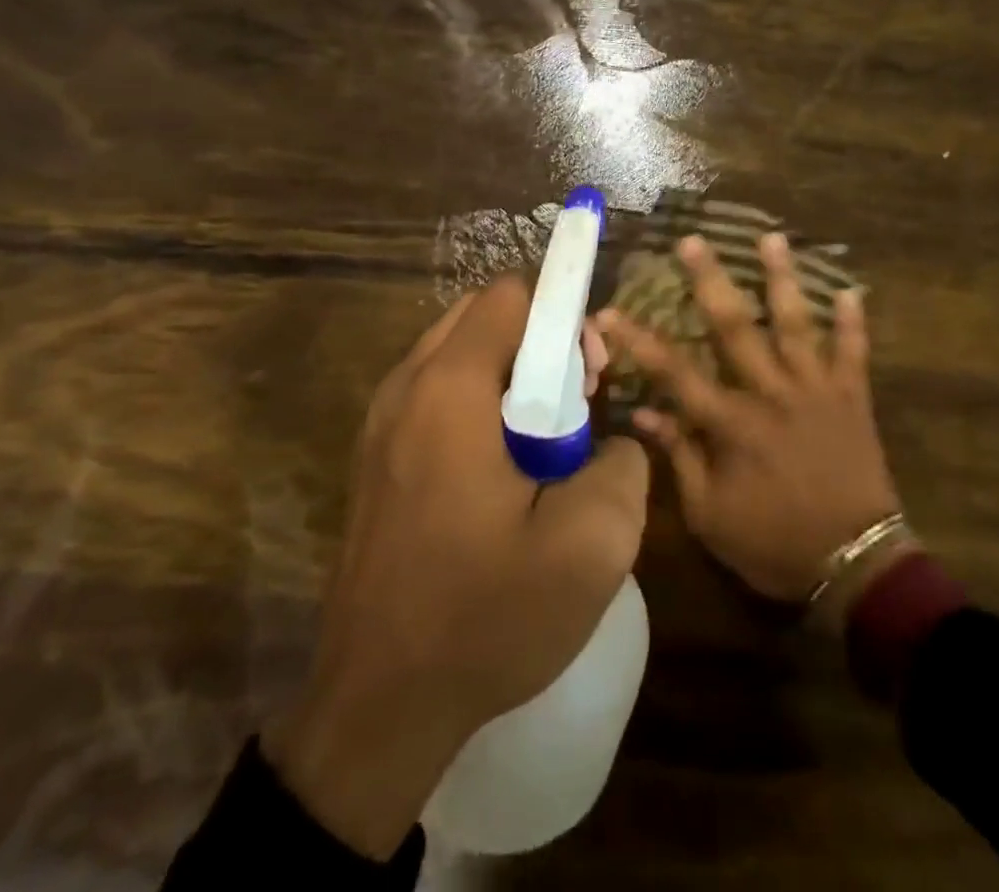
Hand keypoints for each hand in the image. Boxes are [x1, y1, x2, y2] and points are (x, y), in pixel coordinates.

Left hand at [266, 281, 645, 860]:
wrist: (376, 705)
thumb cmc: (482, 617)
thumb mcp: (591, 546)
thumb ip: (623, 465)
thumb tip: (611, 442)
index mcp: (450, 389)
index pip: (512, 294)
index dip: (564, 316)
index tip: (590, 377)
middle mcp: (406, 386)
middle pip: (483, 315)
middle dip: (539, 340)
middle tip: (574, 404)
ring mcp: (381, 421)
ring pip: (458, 353)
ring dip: (509, 372)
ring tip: (543, 441)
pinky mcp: (375, 456)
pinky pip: (435, 393)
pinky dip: (478, 401)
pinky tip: (502, 470)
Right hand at [598, 232, 900, 609]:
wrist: (856, 566)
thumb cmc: (775, 544)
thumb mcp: (711, 516)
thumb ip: (680, 459)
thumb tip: (645, 417)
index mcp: (731, 424)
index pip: (674, 372)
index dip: (638, 340)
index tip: (609, 311)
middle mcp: (770, 393)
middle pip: (734, 327)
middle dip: (709, 281)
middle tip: (693, 240)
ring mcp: (815, 390)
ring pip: (796, 323)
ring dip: (782, 278)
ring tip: (771, 237)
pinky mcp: (851, 398)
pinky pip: (854, 352)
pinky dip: (854, 322)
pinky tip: (852, 289)